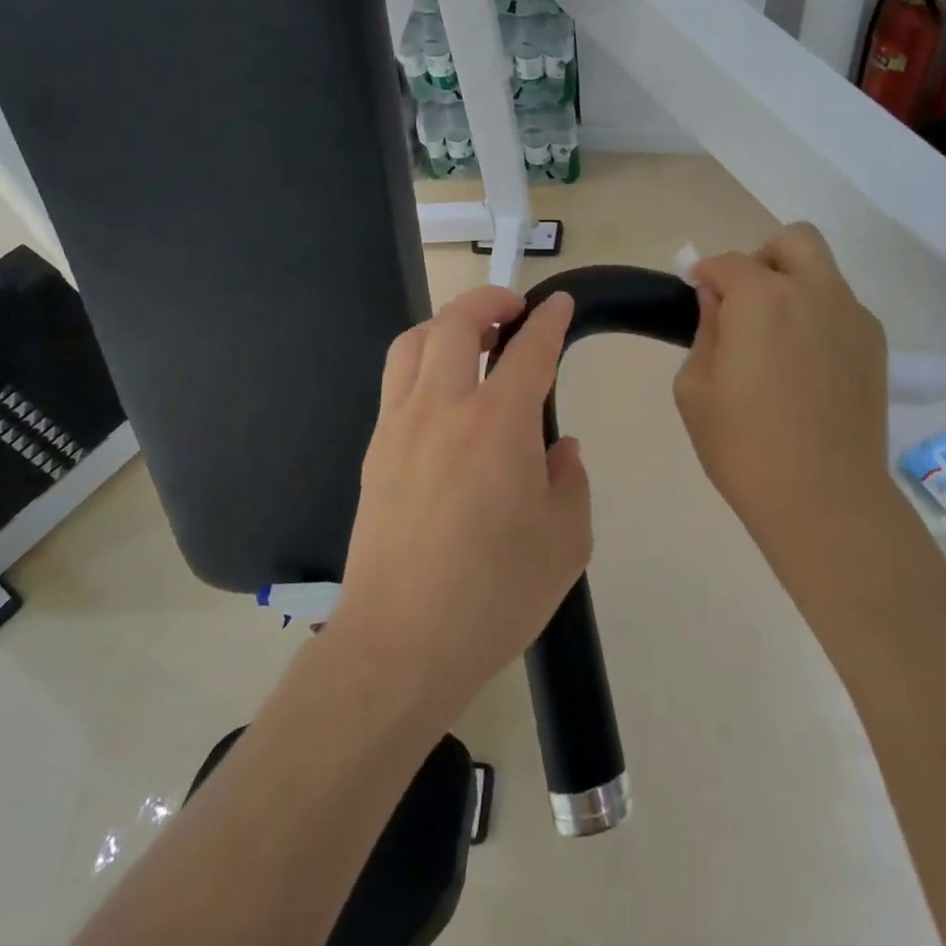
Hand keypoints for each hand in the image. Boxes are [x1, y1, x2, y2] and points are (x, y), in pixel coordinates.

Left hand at [330, 285, 590, 721]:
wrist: (401, 645)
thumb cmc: (496, 595)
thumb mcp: (566, 541)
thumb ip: (569, 480)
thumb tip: (558, 448)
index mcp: (499, 424)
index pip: (530, 349)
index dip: (549, 319)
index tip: (559, 304)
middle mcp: (445, 408)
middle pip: (457, 321)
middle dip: (489, 299)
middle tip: (514, 309)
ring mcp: (400, 426)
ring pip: (414, 343)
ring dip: (446, 324)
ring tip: (472, 340)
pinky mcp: (375, 451)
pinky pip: (396, 381)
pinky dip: (422, 362)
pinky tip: (443, 393)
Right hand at [674, 223, 894, 558]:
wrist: (825, 499)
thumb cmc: (744, 447)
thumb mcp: (696, 389)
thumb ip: (705, 331)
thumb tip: (718, 302)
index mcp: (762, 299)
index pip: (728, 262)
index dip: (705, 274)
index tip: (695, 293)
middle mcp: (814, 292)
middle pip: (793, 241)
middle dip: (762, 259)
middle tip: (744, 302)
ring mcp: (853, 316)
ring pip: (823, 272)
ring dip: (794, 286)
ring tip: (776, 338)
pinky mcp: (875, 345)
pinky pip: (842, 308)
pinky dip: (818, 316)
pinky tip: (805, 365)